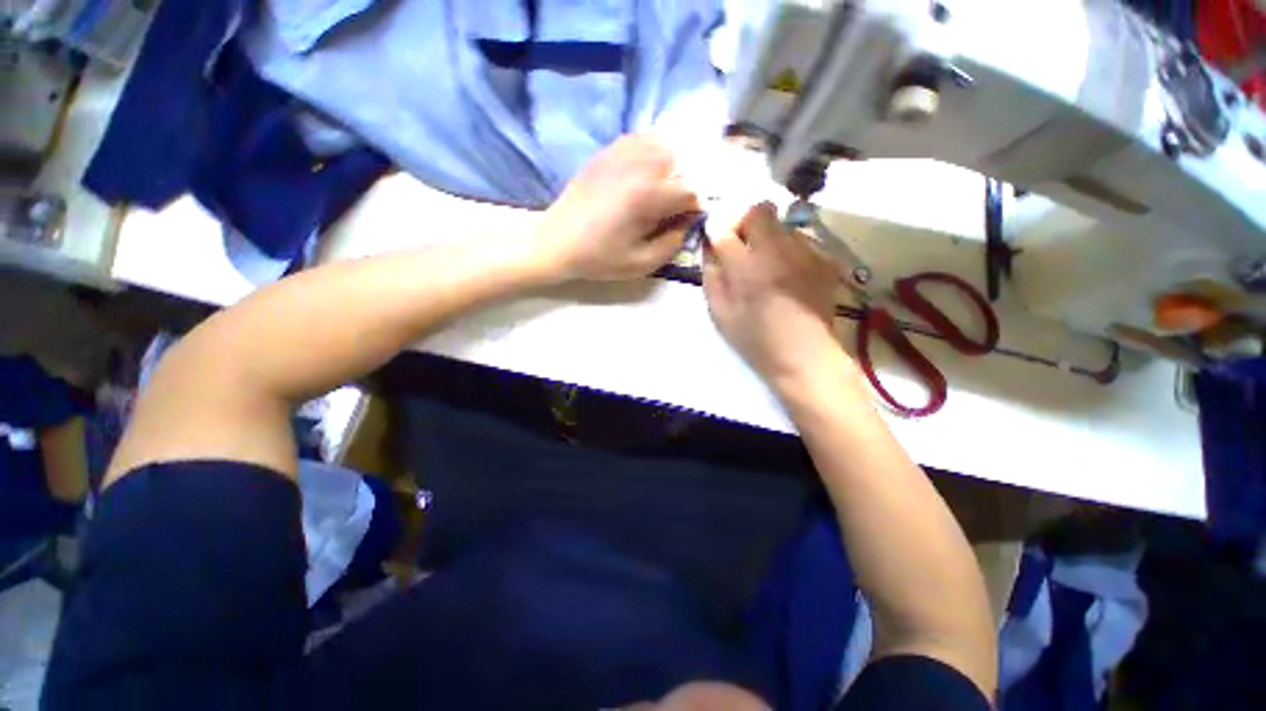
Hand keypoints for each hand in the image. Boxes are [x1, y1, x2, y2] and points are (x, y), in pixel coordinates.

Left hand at [533, 135, 699, 281]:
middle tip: (670, 208)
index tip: (684, 222)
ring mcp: (620, 153)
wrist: (557, 242)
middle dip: (682, 185)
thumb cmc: (599, 257)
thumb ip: (673, 243)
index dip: (693, 209)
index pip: (690, 192)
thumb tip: (687, 222)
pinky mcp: (606, 152)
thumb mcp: (642, 264)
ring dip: (669, 167)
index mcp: (647, 196)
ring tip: (658, 190)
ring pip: (662, 146)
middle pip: (680, 163)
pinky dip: (650, 153)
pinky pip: (640, 140)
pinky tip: (642, 174)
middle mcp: (638, 166)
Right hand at [703, 202, 848, 390]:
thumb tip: (709, 249)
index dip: (716, 230)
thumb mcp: (720, 313)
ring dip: (769, 236)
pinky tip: (788, 273)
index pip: (724, 229)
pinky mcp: (823, 259)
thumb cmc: (755, 340)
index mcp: (746, 269)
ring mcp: (805, 252)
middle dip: (745, 222)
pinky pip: (801, 240)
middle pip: (758, 210)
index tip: (716, 239)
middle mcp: (777, 251)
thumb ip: (712, 276)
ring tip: (768, 264)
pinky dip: (789, 249)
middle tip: (742, 245)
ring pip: (782, 224)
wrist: (804, 355)